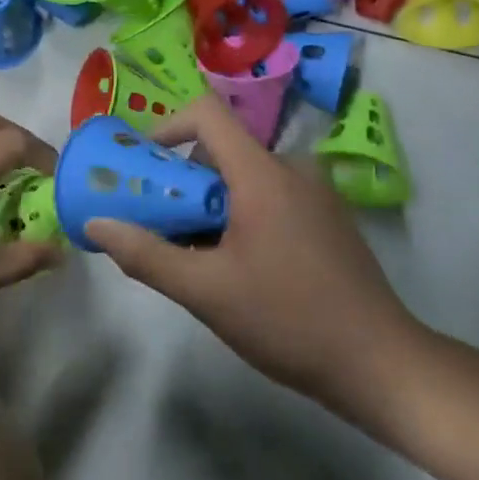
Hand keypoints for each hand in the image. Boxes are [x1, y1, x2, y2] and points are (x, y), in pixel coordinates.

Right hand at [83, 95, 428, 433]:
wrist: (382, 366)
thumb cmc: (288, 319)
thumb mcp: (206, 292)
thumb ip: (146, 254)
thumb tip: (96, 223)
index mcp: (262, 172)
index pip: (206, 113)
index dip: (166, 126)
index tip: (142, 165)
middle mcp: (291, 168)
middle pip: (221, 149)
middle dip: (182, 180)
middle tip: (159, 223)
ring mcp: (316, 193)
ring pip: (245, 177)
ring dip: (210, 204)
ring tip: (195, 254)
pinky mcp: (328, 219)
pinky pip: (271, 196)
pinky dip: (241, 214)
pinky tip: (238, 267)